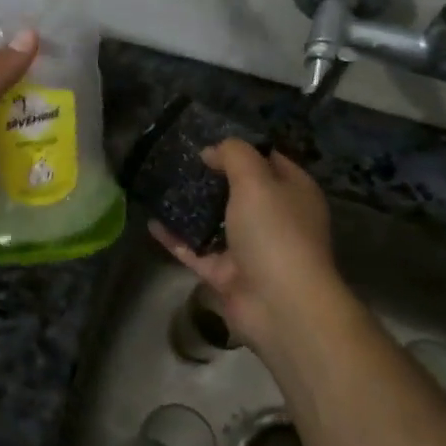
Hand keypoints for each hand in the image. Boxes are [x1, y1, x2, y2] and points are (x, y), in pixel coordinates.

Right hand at [149, 139, 344, 353]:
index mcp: (293, 192)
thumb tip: (212, 152)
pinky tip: (152, 222)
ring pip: (216, 222)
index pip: (269, 160)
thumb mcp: (256, 179)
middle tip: (178, 162)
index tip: (207, 141)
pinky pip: (197, 251)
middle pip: (240, 192)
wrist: (280, 304)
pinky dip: (177, 239)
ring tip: (161, 187)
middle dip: (212, 177)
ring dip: (192, 208)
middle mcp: (275, 219)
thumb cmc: (275, 231)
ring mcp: (250, 249)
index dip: (240, 149)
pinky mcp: (228, 274)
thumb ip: (234, 155)